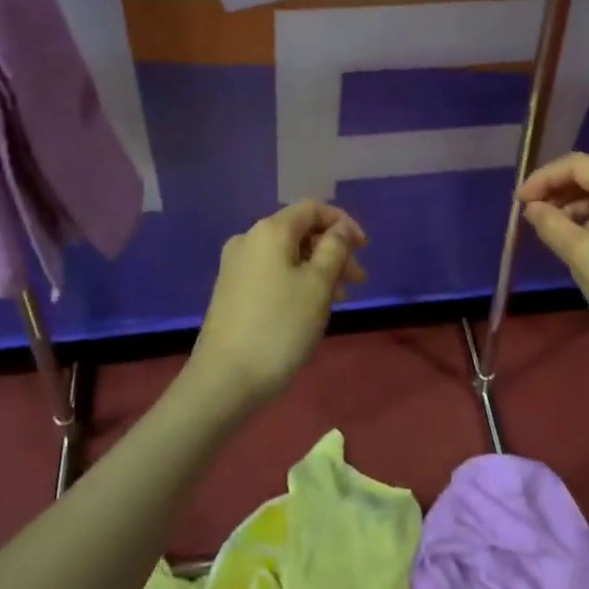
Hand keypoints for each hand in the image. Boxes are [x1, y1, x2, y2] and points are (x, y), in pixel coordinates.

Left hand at [185, 200, 367, 414]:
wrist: (224, 380)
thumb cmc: (280, 327)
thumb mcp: (318, 286)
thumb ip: (334, 249)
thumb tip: (339, 229)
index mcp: (270, 230)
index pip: (312, 209)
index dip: (343, 222)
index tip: (365, 249)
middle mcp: (248, 239)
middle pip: (300, 231)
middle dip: (333, 251)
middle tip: (358, 281)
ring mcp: (236, 266)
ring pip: (287, 255)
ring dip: (317, 269)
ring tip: (340, 299)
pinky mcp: (231, 291)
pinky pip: (272, 272)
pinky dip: (297, 281)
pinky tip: (310, 307)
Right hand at [518, 153, 588, 375]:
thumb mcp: (582, 255)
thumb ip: (551, 224)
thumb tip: (532, 207)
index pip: (577, 165)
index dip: (543, 178)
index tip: (518, 202)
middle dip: (557, 192)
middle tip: (529, 215)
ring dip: (573, 208)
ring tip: (548, 231)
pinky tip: (575, 243)